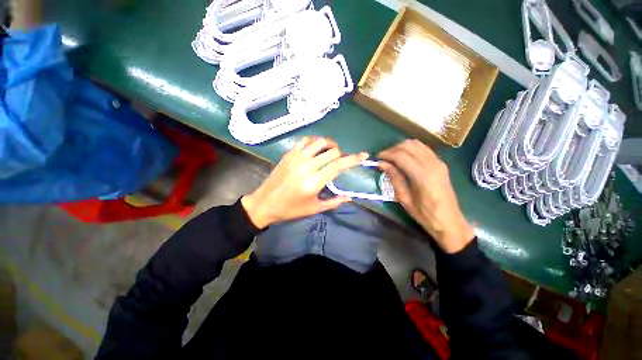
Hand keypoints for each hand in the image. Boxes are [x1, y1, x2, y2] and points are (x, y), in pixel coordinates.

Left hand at [242, 137, 368, 228]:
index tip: (363, 155)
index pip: (338, 165)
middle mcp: (306, 166)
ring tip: (331, 151)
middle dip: (342, 154)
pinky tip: (316, 148)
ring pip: (319, 142)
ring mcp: (296, 158)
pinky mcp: (288, 154)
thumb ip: (334, 202)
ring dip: (329, 144)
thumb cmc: (291, 209)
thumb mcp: (314, 208)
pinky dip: (314, 141)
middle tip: (341, 160)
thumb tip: (350, 197)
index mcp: (314, 182)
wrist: (265, 203)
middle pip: (332, 151)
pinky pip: (305, 141)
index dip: (353, 159)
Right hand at [378, 140, 473, 252]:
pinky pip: (424, 149)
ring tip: (392, 157)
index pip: (401, 155)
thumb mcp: (404, 198)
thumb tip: (381, 164)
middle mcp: (432, 164)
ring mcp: (439, 162)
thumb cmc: (424, 214)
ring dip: (402, 147)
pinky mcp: (441, 164)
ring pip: (417, 144)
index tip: (377, 158)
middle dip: (393, 149)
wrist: (450, 221)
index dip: (387, 154)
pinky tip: (405, 158)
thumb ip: (394, 178)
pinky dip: (412, 149)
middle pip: (409, 145)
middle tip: (384, 158)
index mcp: (422, 176)